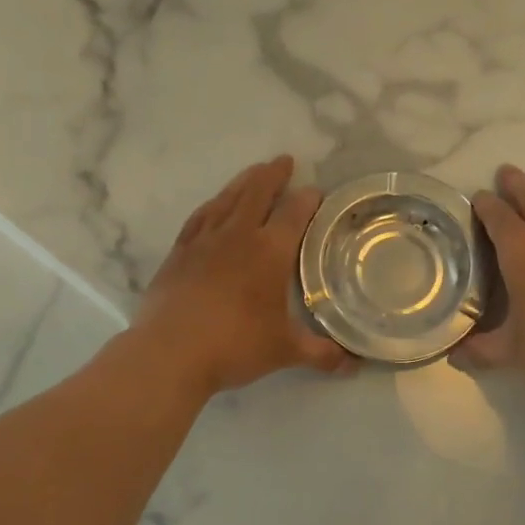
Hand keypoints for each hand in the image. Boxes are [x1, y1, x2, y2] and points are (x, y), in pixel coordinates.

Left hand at [134, 156, 352, 395]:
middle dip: (273, 175)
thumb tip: (354, 363)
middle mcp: (238, 236)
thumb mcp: (285, 351)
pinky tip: (213, 205)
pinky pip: (199, 218)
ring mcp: (203, 241)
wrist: (170, 353)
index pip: (293, 214)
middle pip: (257, 193)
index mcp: (269, 252)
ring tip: (253, 172)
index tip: (315, 191)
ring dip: (243, 182)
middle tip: (283, 161)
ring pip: (226, 199)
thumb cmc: (235, 346)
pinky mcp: (178, 253)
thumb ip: (322, 353)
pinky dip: (212, 205)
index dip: (307, 200)